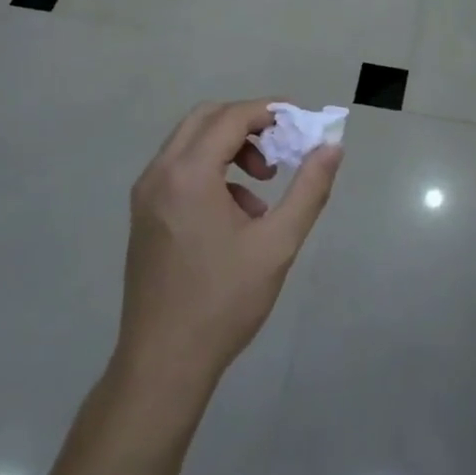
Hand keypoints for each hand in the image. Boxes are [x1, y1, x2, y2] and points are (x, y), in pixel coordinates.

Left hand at [115, 100, 342, 399]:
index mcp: (188, 174)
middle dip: (248, 124)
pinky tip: (239, 215)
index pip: (231, 117)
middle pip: (206, 119)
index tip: (302, 122)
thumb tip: (332, 147)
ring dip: (230, 148)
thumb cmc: (224, 301)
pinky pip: (180, 171)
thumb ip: (308, 189)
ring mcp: (145, 195)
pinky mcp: (144, 215)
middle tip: (282, 147)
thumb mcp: (277, 243)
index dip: (270, 111)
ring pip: (190, 144)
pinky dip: (212, 172)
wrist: (163, 362)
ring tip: (264, 185)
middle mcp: (159, 174)